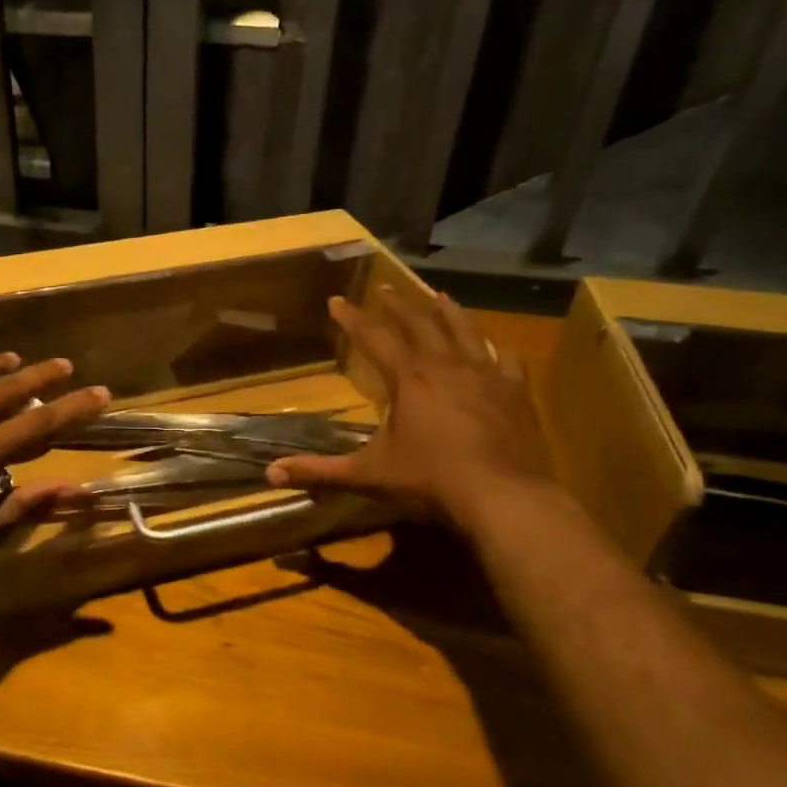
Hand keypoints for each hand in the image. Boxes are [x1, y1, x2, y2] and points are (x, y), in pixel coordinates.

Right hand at [264, 286, 555, 535]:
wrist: (504, 498)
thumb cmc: (431, 481)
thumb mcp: (369, 475)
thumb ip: (320, 471)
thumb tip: (270, 474)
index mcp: (409, 378)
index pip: (374, 338)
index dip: (353, 318)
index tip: (337, 299)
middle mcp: (446, 365)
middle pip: (420, 323)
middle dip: (399, 305)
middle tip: (385, 289)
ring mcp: (486, 375)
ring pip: (464, 330)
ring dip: (447, 311)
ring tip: (438, 295)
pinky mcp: (516, 392)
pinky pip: (506, 359)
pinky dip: (497, 348)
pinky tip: (495, 344)